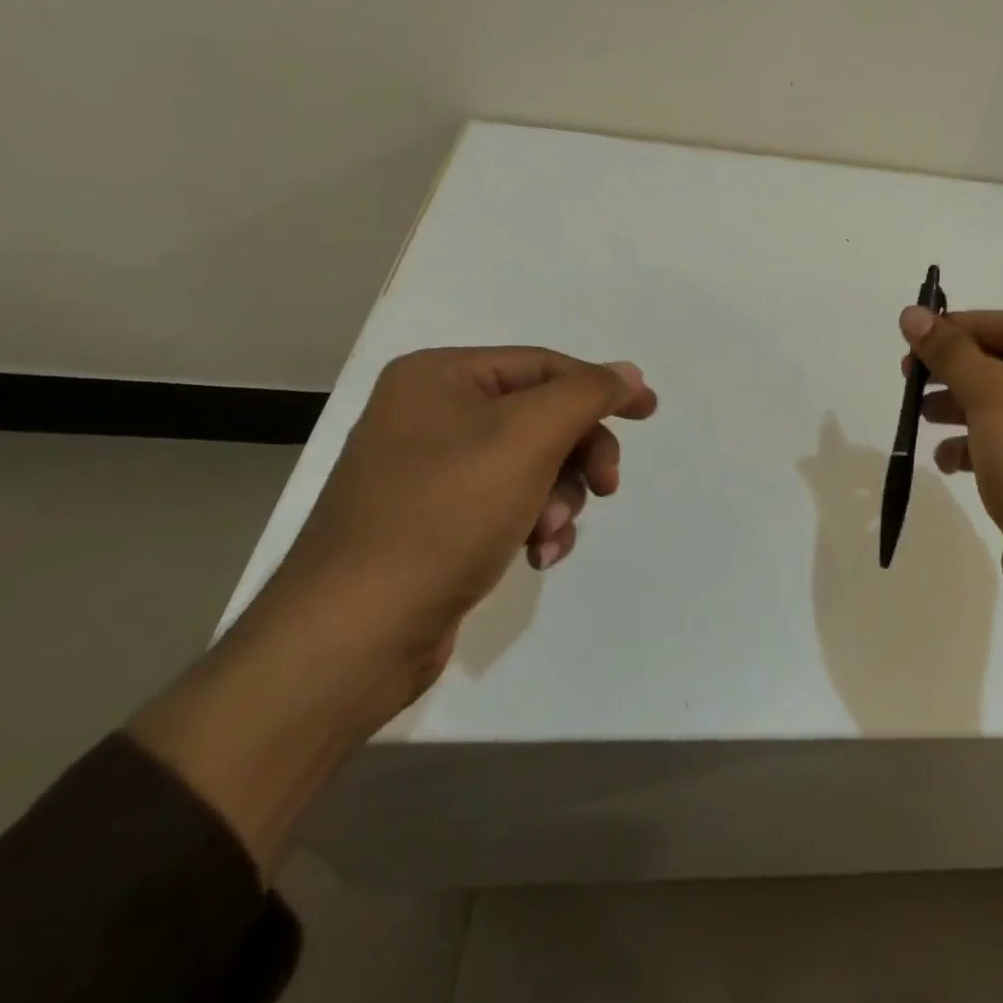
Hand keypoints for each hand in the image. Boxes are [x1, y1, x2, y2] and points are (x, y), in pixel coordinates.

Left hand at [255, 346, 656, 715]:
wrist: (353, 636)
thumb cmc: (444, 515)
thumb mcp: (528, 438)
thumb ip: (587, 394)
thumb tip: (629, 372)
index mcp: (438, 378)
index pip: (544, 365)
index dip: (601, 387)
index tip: (650, 412)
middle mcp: (429, 415)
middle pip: (540, 417)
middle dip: (578, 456)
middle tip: (606, 487)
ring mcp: (429, 472)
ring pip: (532, 465)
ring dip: (559, 499)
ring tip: (551, 535)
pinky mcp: (435, 523)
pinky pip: (507, 503)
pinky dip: (534, 525)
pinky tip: (537, 557)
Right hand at [901, 306, 1002, 614]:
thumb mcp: (990, 395)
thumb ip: (949, 351)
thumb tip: (911, 313)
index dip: (966, 326)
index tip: (919, 335)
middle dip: (958, 371)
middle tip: (910, 376)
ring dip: (960, 408)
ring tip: (920, 416)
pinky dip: (977, 445)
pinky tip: (946, 461)